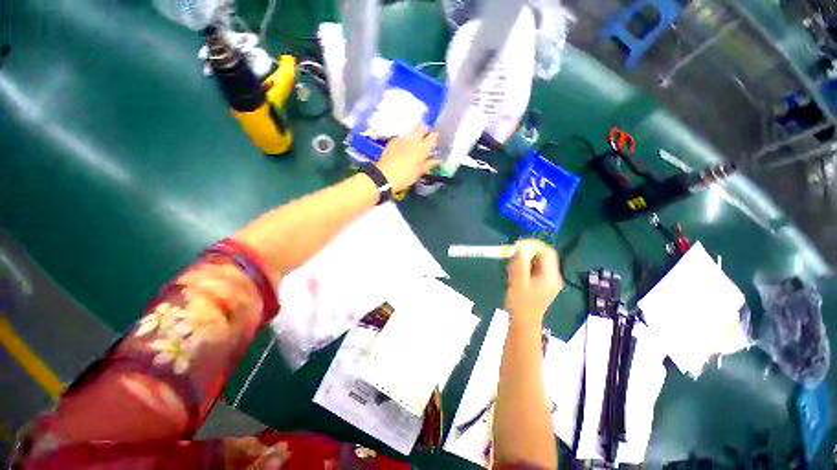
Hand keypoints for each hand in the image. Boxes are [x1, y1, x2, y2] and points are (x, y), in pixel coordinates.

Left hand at [376, 124, 440, 192]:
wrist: (385, 176)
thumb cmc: (406, 176)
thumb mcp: (419, 172)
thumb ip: (429, 164)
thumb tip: (438, 160)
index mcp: (422, 148)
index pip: (433, 137)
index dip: (435, 138)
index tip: (434, 143)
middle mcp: (413, 140)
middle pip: (422, 127)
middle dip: (425, 131)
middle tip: (425, 140)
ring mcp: (402, 138)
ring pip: (412, 130)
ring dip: (415, 134)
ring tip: (415, 143)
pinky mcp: (393, 141)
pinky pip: (402, 136)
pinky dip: (406, 139)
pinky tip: (404, 147)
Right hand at [505, 239, 562, 326]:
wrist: (523, 322)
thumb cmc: (520, 304)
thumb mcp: (518, 281)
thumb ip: (520, 263)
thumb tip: (522, 246)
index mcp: (550, 276)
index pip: (547, 252)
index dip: (534, 245)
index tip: (518, 245)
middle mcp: (553, 276)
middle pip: (543, 256)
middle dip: (528, 253)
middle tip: (512, 256)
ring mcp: (548, 280)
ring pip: (538, 261)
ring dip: (525, 259)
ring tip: (512, 266)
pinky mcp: (542, 283)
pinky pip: (535, 268)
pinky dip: (525, 266)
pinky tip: (515, 272)